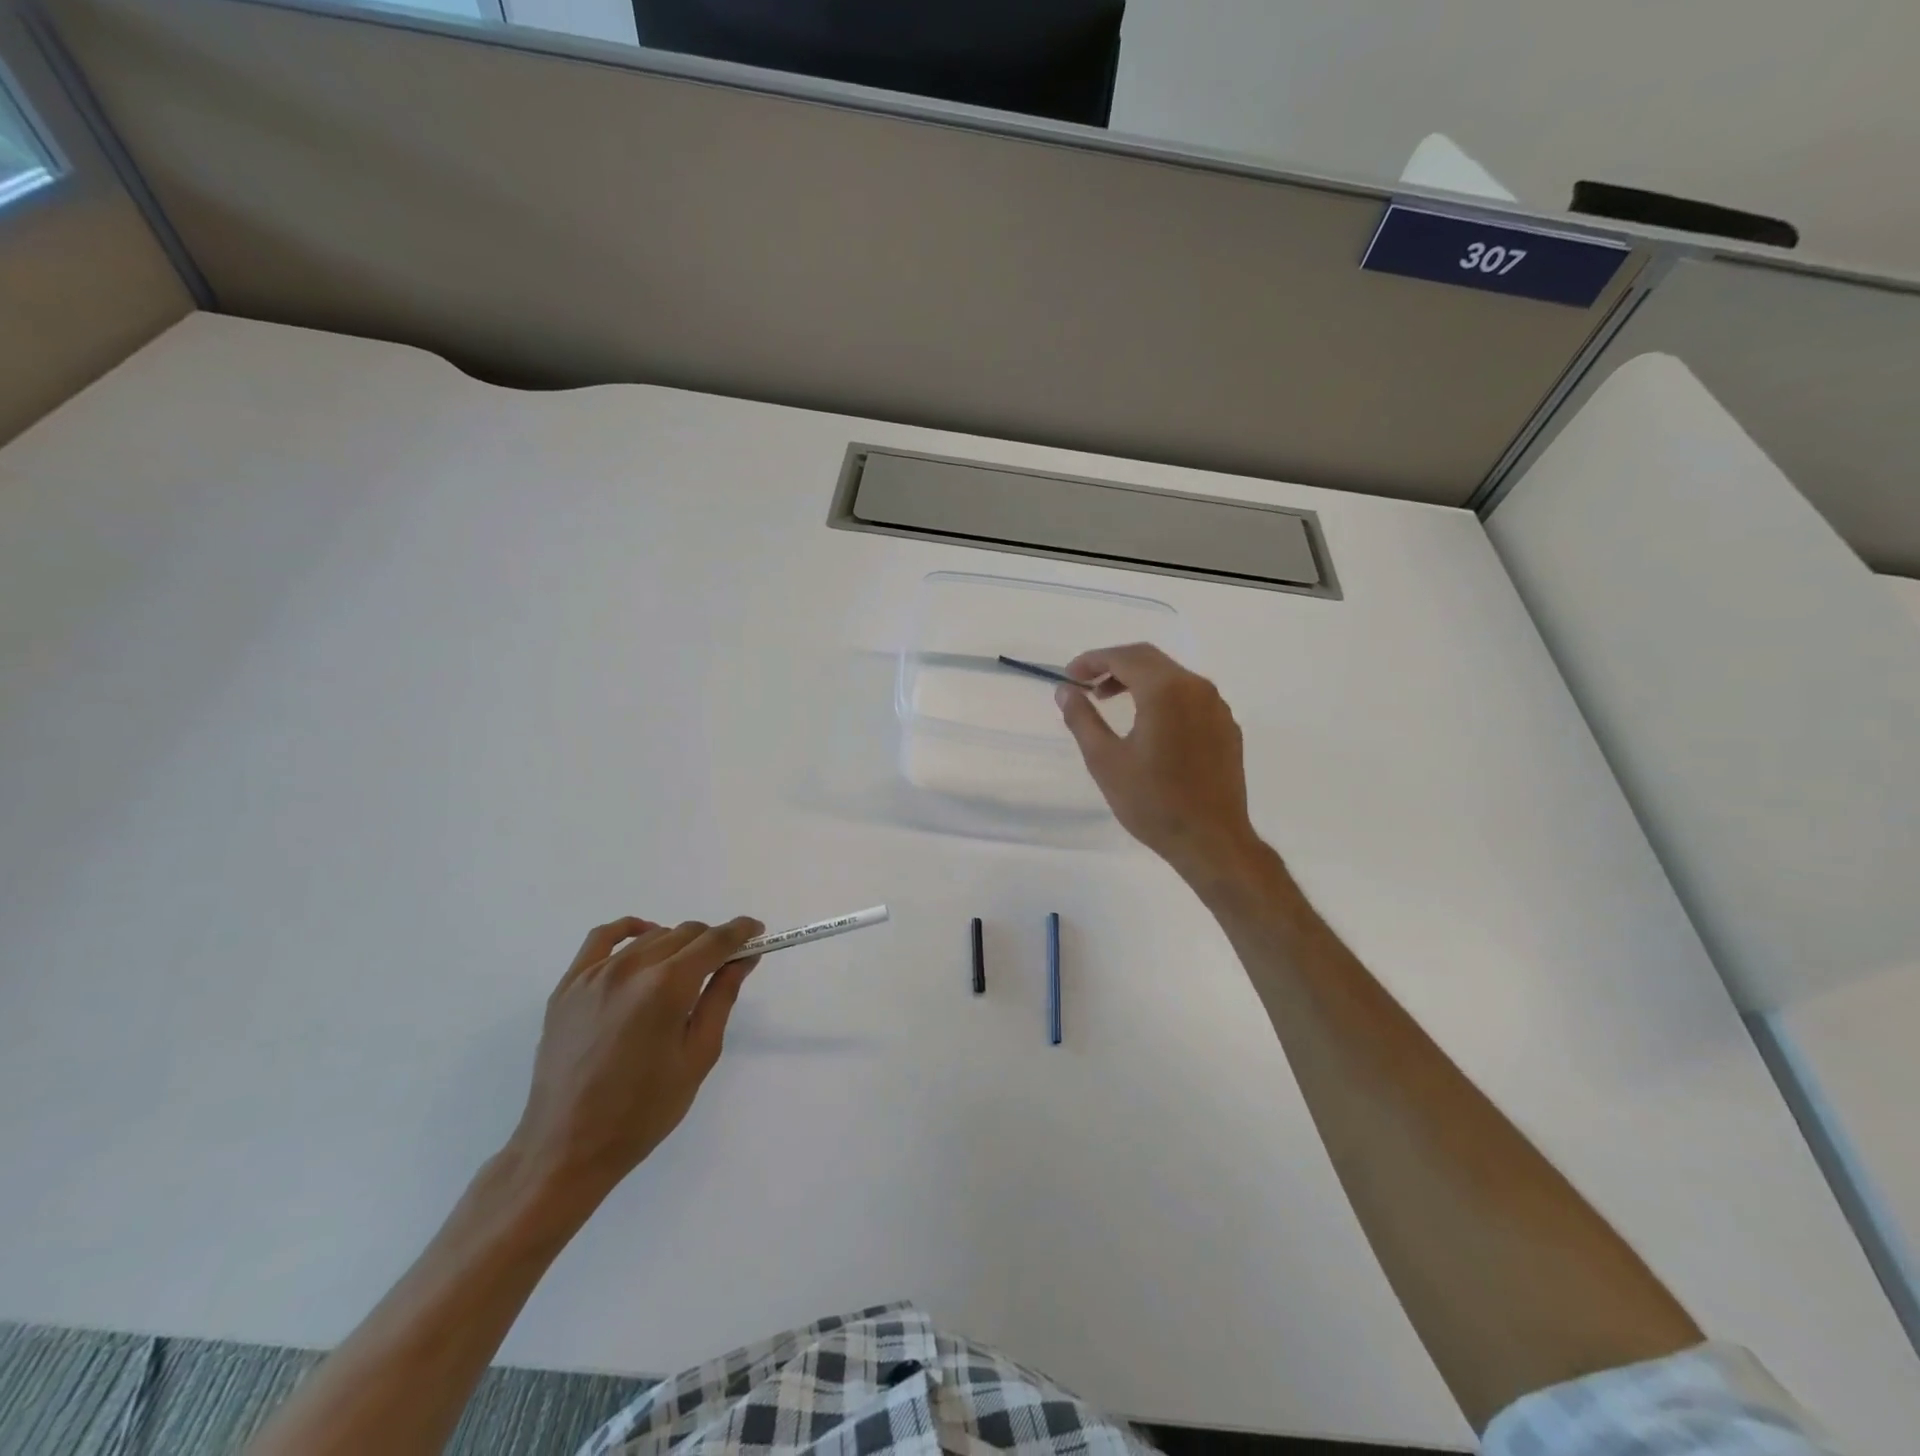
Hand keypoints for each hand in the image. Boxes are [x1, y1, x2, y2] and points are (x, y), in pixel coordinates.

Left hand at [502, 916, 762, 1219]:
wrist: (567, 1148)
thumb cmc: (643, 1111)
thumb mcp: (698, 1056)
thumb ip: (722, 998)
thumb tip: (742, 959)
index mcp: (666, 988)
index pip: (714, 941)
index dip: (741, 931)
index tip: (757, 933)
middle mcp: (631, 969)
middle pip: (684, 933)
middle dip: (711, 942)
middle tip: (723, 965)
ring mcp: (594, 974)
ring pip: (650, 936)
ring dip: (677, 944)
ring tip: (684, 971)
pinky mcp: (568, 986)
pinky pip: (602, 939)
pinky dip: (629, 930)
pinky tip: (643, 938)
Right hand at [1057, 643, 1259, 880]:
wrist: (1211, 840)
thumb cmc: (1152, 802)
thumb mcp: (1105, 761)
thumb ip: (1082, 719)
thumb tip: (1065, 691)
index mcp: (1165, 691)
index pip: (1124, 657)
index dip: (1092, 660)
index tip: (1070, 675)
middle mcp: (1197, 688)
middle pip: (1150, 659)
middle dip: (1114, 665)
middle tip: (1086, 685)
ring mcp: (1217, 707)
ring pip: (1172, 676)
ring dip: (1138, 680)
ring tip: (1110, 701)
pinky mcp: (1227, 727)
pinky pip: (1190, 696)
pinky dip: (1162, 696)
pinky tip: (1148, 723)